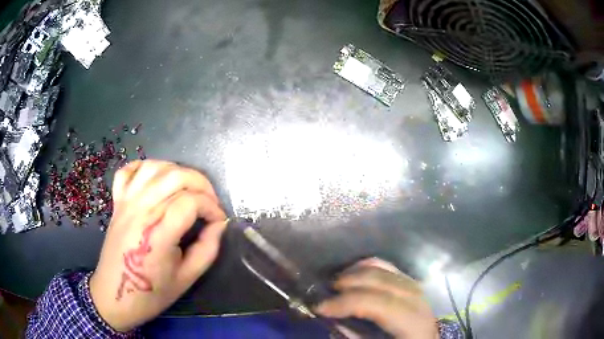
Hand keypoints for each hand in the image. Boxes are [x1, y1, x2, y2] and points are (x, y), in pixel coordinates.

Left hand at [89, 160, 226, 331]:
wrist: (114, 296)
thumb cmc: (151, 293)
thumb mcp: (187, 278)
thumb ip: (207, 249)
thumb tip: (219, 225)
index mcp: (157, 234)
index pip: (190, 202)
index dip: (211, 207)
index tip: (219, 221)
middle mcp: (140, 210)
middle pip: (175, 176)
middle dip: (202, 184)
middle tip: (210, 203)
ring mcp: (125, 202)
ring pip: (154, 167)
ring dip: (177, 171)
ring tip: (188, 189)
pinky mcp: (117, 202)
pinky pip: (128, 171)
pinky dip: (145, 167)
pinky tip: (157, 180)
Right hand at [316, 258, 437, 338]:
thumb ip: (355, 336)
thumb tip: (333, 321)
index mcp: (414, 323)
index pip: (381, 304)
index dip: (348, 303)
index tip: (320, 308)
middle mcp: (418, 300)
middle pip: (382, 281)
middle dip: (350, 283)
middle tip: (324, 293)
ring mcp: (416, 288)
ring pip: (385, 269)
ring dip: (356, 273)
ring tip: (336, 284)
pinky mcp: (411, 283)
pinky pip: (388, 267)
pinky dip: (367, 267)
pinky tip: (353, 274)